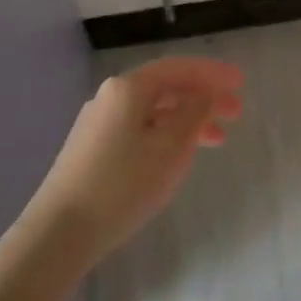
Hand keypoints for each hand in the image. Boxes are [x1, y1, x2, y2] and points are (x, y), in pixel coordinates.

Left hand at [28, 56, 243, 262]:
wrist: (60, 232)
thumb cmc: (123, 184)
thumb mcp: (172, 146)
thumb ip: (195, 112)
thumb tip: (206, 92)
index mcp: (128, 88)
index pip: (178, 68)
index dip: (212, 73)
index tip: (240, 82)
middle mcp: (110, 97)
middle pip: (166, 87)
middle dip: (203, 97)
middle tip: (236, 113)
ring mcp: (98, 124)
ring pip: (154, 111)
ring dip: (188, 119)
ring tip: (216, 140)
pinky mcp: (92, 150)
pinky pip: (140, 129)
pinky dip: (167, 134)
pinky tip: (178, 155)